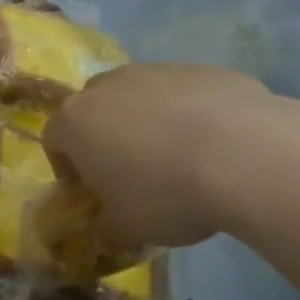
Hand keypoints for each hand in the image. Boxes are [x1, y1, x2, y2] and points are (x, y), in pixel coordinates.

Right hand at [41, 63, 281, 250]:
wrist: (246, 155)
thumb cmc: (166, 194)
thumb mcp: (128, 228)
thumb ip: (106, 228)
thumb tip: (106, 230)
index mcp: (77, 121)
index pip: (53, 139)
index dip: (67, 168)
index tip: (89, 192)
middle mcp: (108, 86)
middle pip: (93, 109)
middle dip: (104, 137)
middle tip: (128, 172)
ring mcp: (156, 71)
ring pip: (139, 96)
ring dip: (146, 122)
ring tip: (177, 158)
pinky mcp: (201, 69)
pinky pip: (183, 93)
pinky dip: (188, 113)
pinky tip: (215, 145)